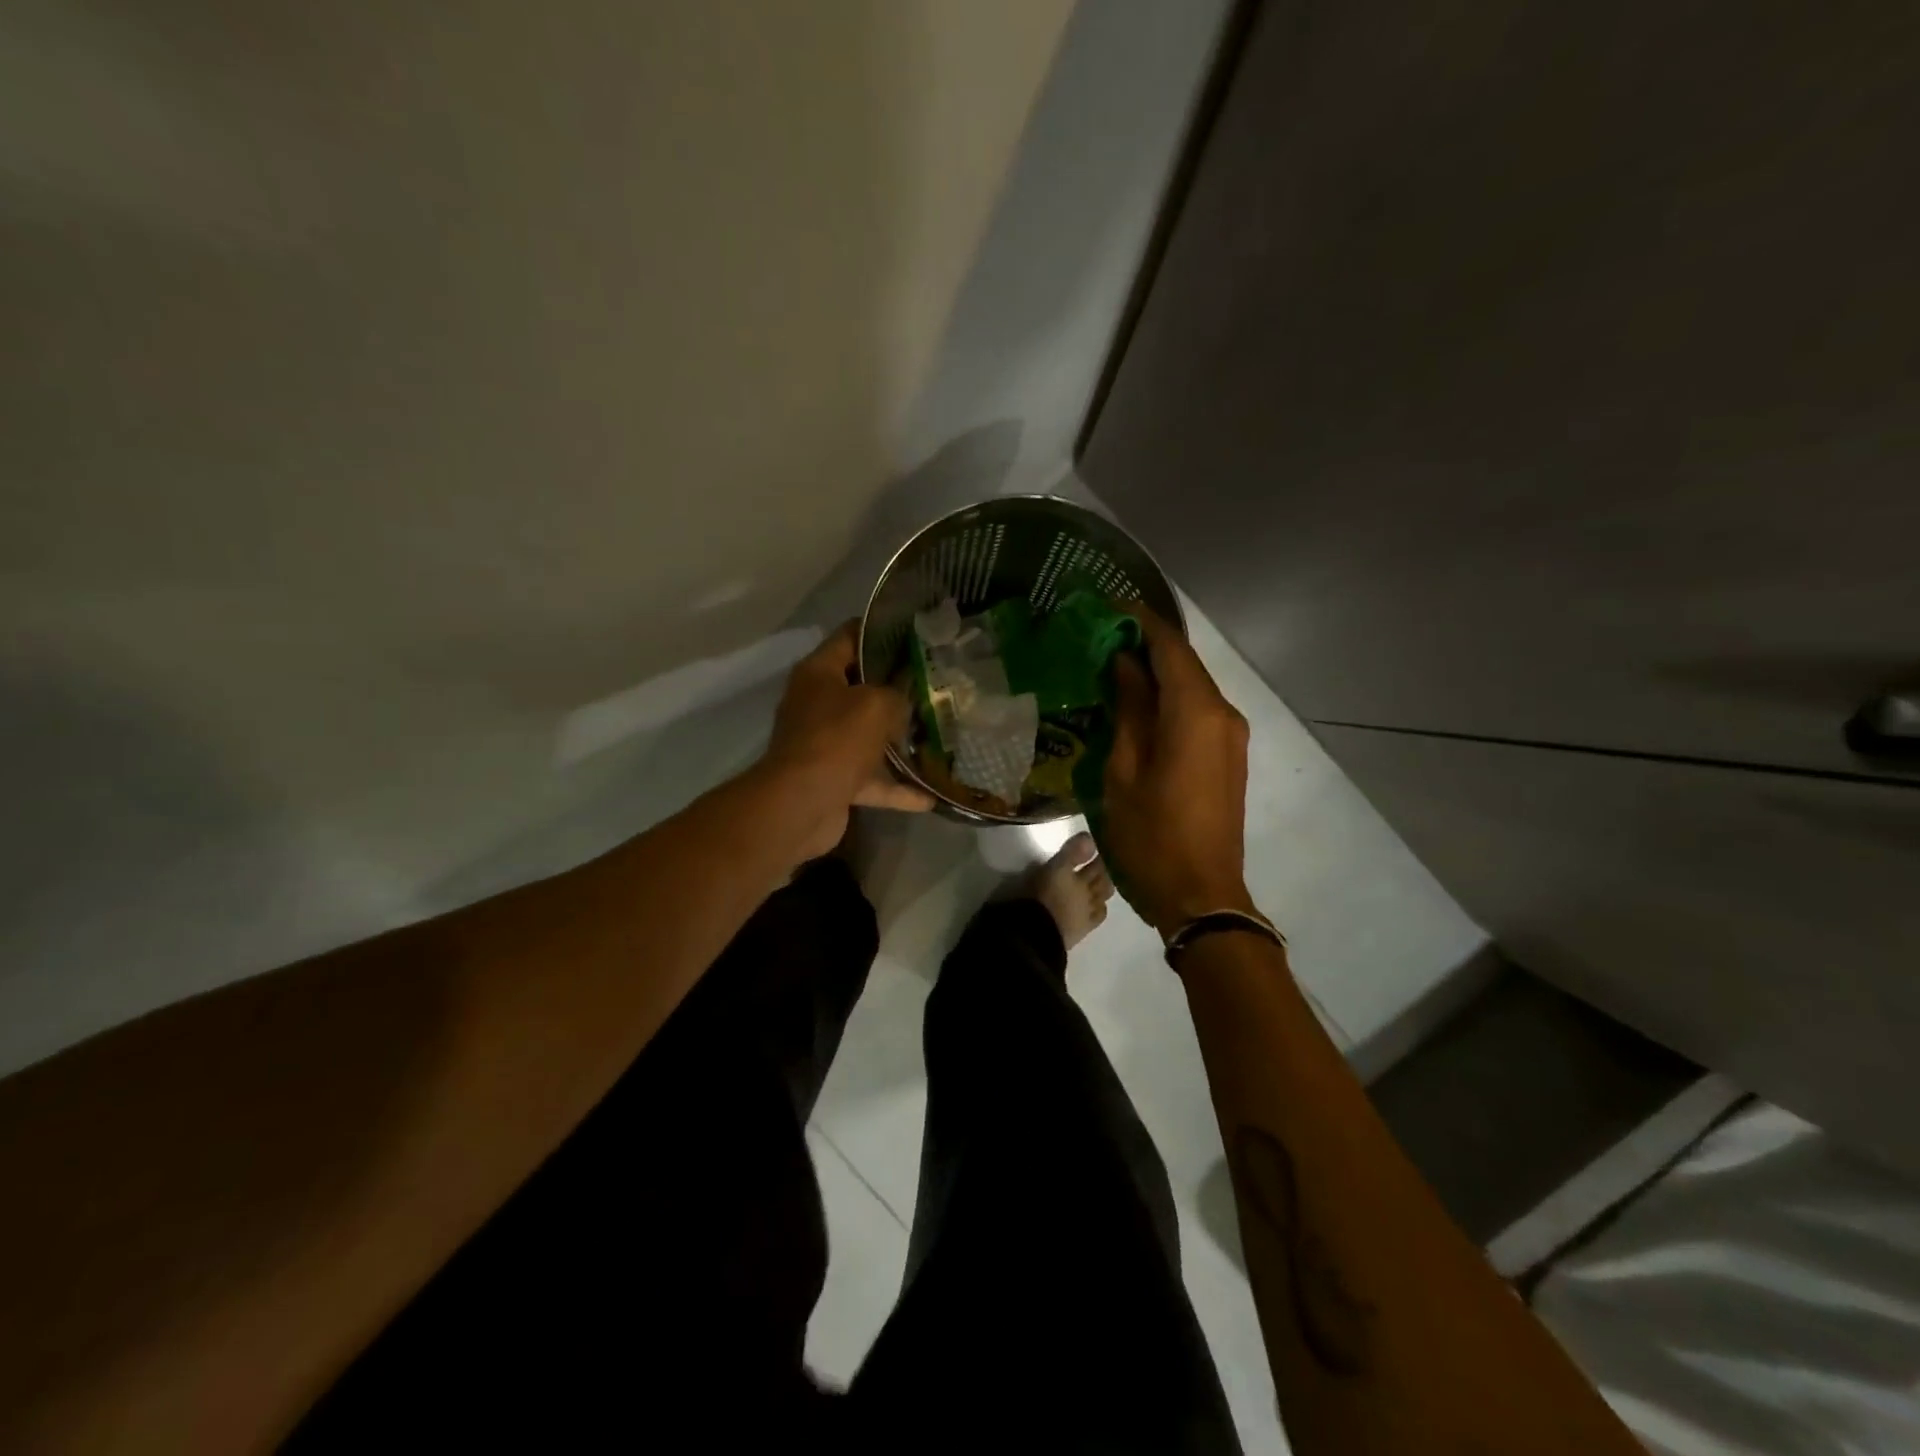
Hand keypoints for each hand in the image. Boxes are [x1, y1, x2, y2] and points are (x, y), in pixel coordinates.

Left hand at [765, 622, 933, 856]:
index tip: (917, 633)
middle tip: (936, 684)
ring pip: (868, 736)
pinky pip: (871, 779)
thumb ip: (898, 694)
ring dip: (898, 740)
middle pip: (861, 688)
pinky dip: (897, 788)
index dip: (881, 631)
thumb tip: (905, 700)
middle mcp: (817, 704)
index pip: (850, 636)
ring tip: (938, 736)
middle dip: (897, 689)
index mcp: (819, 673)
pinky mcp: (833, 780)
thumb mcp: (877, 704)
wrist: (801, 805)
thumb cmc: (836, 739)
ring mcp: (824, 744)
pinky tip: (930, 796)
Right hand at [1104, 607, 1255, 934]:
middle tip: (1100, 636)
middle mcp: (1222, 714)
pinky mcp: (1228, 755)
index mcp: (1196, 713)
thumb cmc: (1151, 835)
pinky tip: (1137, 703)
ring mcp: (1230, 735)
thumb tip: (1125, 664)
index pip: (1170, 647)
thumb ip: (1128, 710)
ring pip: (1192, 686)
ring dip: (1156, 671)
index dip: (1139, 620)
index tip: (1106, 606)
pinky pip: (1197, 710)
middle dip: (1145, 643)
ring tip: (1111, 665)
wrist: (1201, 894)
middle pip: (1184, 663)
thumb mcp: (1123, 771)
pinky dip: (1169, 697)